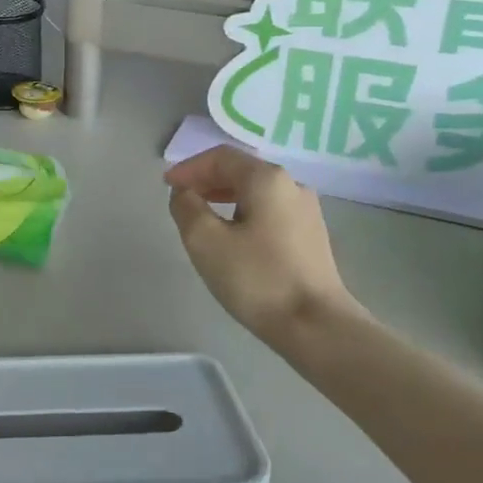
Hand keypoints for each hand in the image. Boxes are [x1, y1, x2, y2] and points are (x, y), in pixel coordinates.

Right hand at [165, 147, 356, 342]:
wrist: (316, 326)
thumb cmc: (257, 279)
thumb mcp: (206, 242)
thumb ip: (187, 208)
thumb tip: (184, 194)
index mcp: (267, 179)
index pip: (221, 157)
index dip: (189, 167)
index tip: (167, 185)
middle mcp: (292, 186)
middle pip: (242, 171)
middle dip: (207, 181)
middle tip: (181, 199)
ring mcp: (307, 212)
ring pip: (257, 193)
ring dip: (224, 198)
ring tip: (202, 219)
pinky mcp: (311, 237)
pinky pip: (270, 212)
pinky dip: (244, 214)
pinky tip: (232, 238)